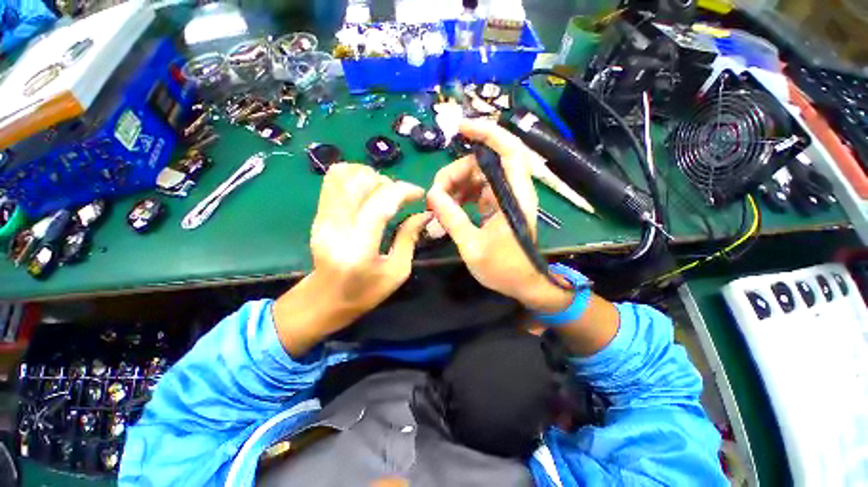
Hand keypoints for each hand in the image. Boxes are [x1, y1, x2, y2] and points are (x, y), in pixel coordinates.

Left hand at [274, 163, 429, 355]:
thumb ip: (409, 238)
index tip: (419, 193)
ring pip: (342, 175)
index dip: (403, 191)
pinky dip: (353, 176)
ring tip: (383, 190)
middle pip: (360, 183)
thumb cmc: (365, 292)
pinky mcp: (317, 215)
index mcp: (359, 250)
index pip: (380, 205)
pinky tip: (367, 190)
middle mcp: (336, 229)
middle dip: (387, 182)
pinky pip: (332, 181)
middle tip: (400, 196)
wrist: (324, 300)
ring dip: (369, 175)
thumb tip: (425, 213)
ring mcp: (322, 219)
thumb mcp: (397, 271)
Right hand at [427, 119, 571, 311]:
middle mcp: (512, 190)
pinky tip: (449, 207)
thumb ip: (452, 219)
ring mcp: (504, 197)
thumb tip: (432, 195)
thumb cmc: (504, 269)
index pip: (509, 151)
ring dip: (455, 185)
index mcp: (514, 197)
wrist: (523, 284)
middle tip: (436, 194)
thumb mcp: (472, 247)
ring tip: (440, 205)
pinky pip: (476, 189)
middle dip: (456, 172)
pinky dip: (460, 194)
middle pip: (483, 163)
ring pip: (477, 175)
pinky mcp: (497, 205)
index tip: (460, 128)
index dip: (487, 133)